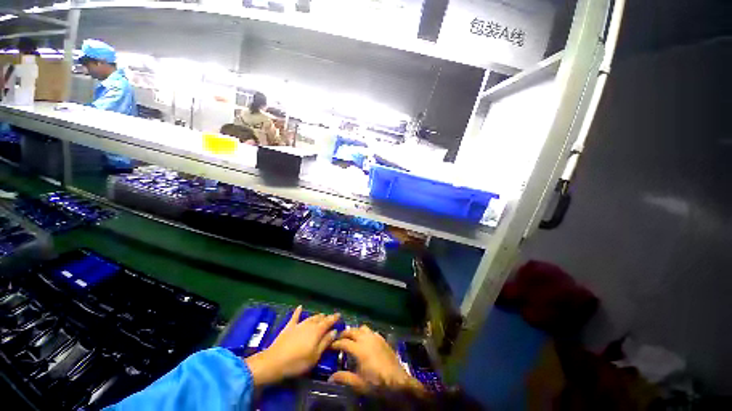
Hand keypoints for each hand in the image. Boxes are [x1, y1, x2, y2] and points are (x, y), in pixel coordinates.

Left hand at [245, 306, 339, 386]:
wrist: (274, 362)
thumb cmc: (297, 362)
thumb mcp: (315, 356)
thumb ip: (325, 343)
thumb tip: (334, 331)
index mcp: (317, 331)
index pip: (328, 322)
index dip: (334, 318)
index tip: (339, 315)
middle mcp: (309, 325)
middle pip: (319, 319)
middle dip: (326, 318)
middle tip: (330, 319)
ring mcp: (298, 325)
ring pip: (310, 317)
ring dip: (316, 316)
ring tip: (321, 315)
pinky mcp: (289, 327)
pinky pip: (295, 317)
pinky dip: (298, 311)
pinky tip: (300, 307)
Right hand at [328, 325, 424, 393]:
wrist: (397, 381)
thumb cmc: (376, 383)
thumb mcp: (358, 383)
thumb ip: (344, 378)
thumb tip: (330, 378)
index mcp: (359, 349)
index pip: (344, 342)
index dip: (336, 343)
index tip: (330, 346)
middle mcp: (366, 339)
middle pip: (352, 331)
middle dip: (344, 334)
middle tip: (338, 339)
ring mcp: (375, 337)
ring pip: (362, 328)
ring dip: (355, 331)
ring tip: (351, 338)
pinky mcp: (382, 339)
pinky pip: (371, 331)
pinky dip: (365, 333)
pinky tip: (365, 340)